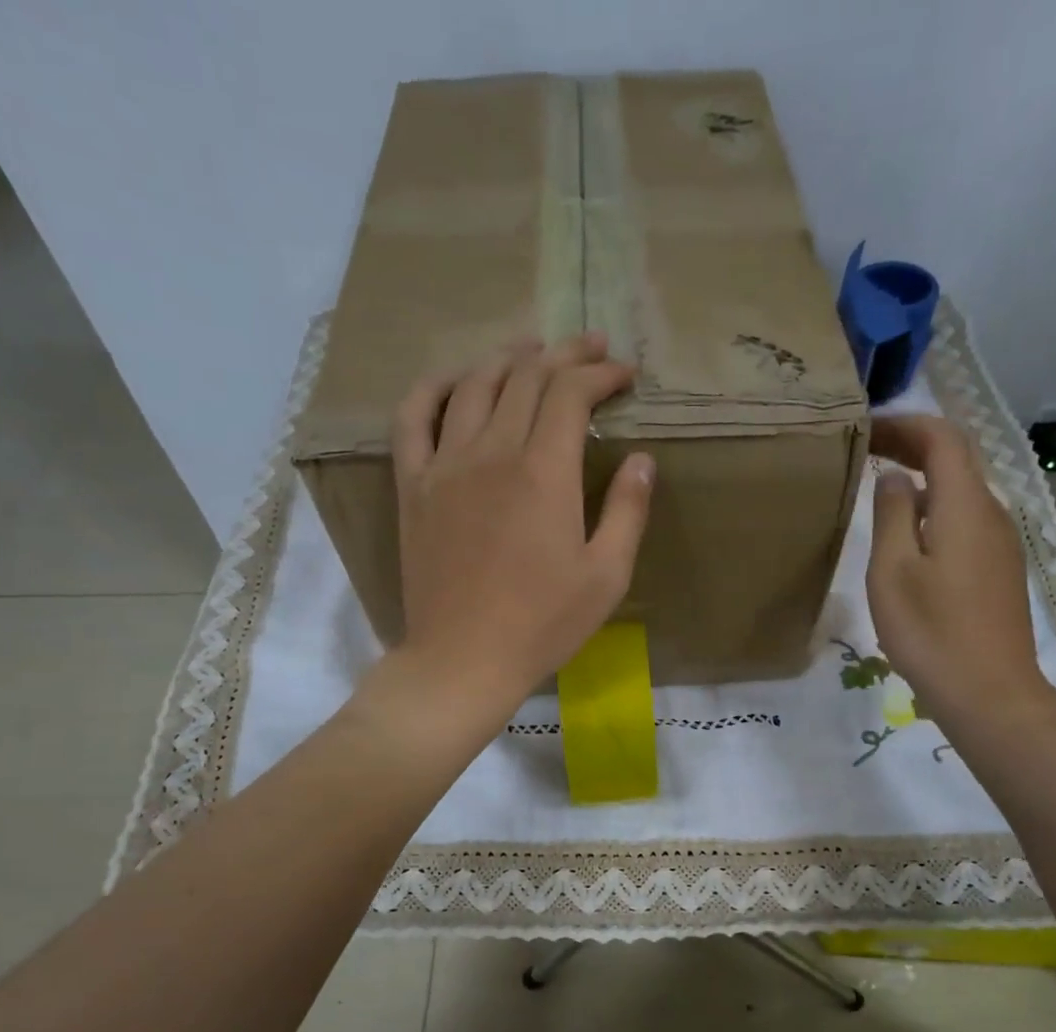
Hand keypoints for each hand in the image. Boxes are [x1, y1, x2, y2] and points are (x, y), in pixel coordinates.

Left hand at [388, 332, 653, 719]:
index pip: (571, 393)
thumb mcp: (606, 576)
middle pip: (525, 376)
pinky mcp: (414, 487)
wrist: (464, 659)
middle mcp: (492, 452)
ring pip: (474, 385)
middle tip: (591, 349)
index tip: (625, 374)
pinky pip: (413, 417)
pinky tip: (454, 381)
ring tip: (532, 350)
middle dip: (565, 354)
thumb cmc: (543, 625)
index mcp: (544, 472)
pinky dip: (434, 387)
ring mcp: (445, 465)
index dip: (601, 374)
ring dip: (507, 358)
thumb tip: (642, 459)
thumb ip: (628, 511)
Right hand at [866, 414, 1055, 735]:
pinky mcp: (1000, 570)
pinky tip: (910, 535)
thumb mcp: (893, 572)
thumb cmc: (931, 632)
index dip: (904, 424)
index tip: (864, 427)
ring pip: (962, 492)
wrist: (990, 693)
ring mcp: (1001, 543)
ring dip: (924, 478)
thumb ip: (891, 515)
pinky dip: (935, 509)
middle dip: (913, 445)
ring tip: (880, 488)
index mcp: (965, 505)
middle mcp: (992, 513)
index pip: (942, 438)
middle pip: (957, 460)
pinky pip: (967, 521)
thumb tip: (895, 477)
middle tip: (867, 450)